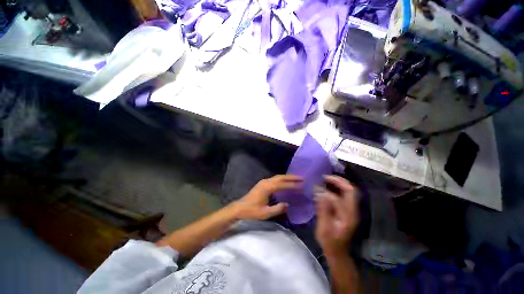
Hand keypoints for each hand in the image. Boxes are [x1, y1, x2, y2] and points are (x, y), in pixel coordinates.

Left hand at [231, 175, 302, 219]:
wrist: (239, 208)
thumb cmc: (251, 211)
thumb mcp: (265, 213)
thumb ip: (277, 209)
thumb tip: (287, 204)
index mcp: (267, 188)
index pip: (282, 185)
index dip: (292, 185)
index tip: (301, 185)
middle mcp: (266, 182)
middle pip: (280, 177)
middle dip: (291, 177)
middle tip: (301, 178)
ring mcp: (263, 182)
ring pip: (277, 177)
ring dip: (286, 177)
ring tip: (296, 178)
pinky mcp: (262, 184)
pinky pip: (274, 179)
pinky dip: (281, 179)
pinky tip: (285, 182)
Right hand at [315, 175, 358, 256]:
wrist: (338, 251)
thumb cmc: (329, 241)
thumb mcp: (324, 228)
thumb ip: (323, 209)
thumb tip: (320, 192)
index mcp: (348, 216)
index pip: (340, 197)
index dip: (327, 191)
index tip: (316, 187)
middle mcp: (353, 210)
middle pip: (351, 190)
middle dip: (338, 181)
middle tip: (324, 177)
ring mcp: (351, 210)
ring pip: (349, 190)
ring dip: (338, 183)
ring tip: (325, 179)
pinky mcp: (348, 210)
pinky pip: (345, 194)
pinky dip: (337, 188)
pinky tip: (327, 187)